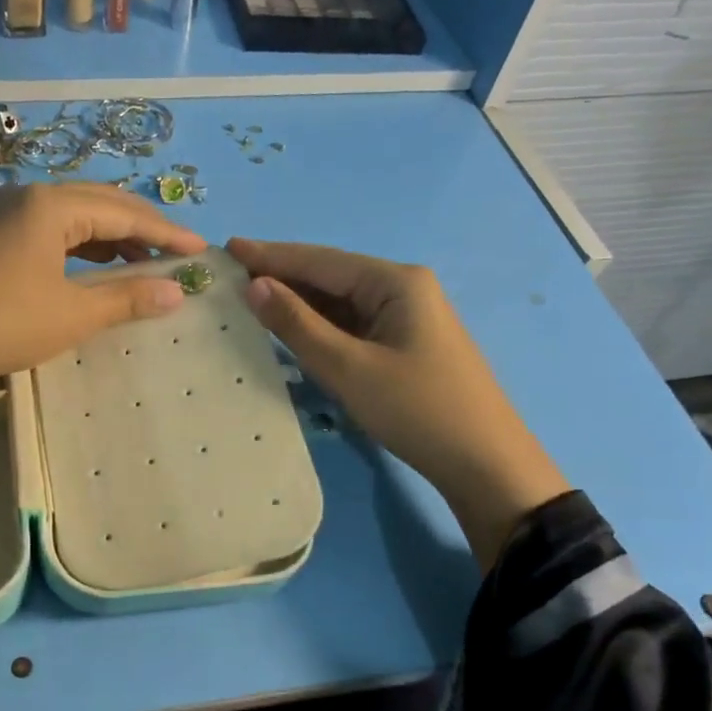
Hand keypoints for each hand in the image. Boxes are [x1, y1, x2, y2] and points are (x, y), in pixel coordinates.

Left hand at [0, 184, 205, 430]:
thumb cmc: (1, 325)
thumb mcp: (72, 314)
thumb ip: (128, 298)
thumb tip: (178, 292)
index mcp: (51, 205)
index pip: (123, 212)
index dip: (166, 233)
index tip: (201, 249)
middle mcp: (28, 196)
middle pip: (99, 203)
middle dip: (141, 228)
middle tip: (176, 253)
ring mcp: (4, 213)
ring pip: (73, 216)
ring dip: (110, 238)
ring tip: (142, 265)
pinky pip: (49, 230)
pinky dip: (79, 246)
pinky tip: (94, 267)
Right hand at [227, 238, 568, 560]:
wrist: (483, 463)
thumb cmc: (416, 409)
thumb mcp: (348, 368)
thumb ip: (298, 325)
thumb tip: (255, 286)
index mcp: (395, 282)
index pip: (321, 260)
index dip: (272, 255)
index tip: (228, 247)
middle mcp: (402, 289)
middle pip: (331, 276)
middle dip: (283, 277)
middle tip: (231, 276)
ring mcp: (405, 318)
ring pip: (340, 303)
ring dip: (299, 303)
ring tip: (250, 300)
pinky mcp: (403, 345)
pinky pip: (352, 326)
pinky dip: (319, 327)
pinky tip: (291, 330)